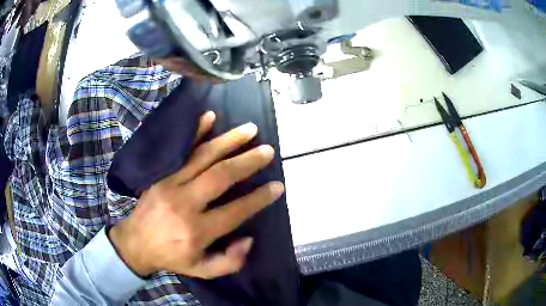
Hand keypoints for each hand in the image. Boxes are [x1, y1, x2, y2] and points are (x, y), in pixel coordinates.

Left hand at [109, 111, 283, 278]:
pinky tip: (209, 117)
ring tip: (249, 129)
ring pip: (203, 158)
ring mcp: (170, 185)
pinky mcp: (160, 175)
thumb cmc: (171, 257)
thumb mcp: (202, 270)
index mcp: (197, 231)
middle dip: (247, 162)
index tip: (277, 186)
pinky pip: (180, 151)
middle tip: (267, 151)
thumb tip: (248, 238)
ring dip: (228, 141)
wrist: (135, 243)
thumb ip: (230, 261)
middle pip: (220, 177)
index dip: (259, 199)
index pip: (235, 211)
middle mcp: (185, 203)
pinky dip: (195, 132)